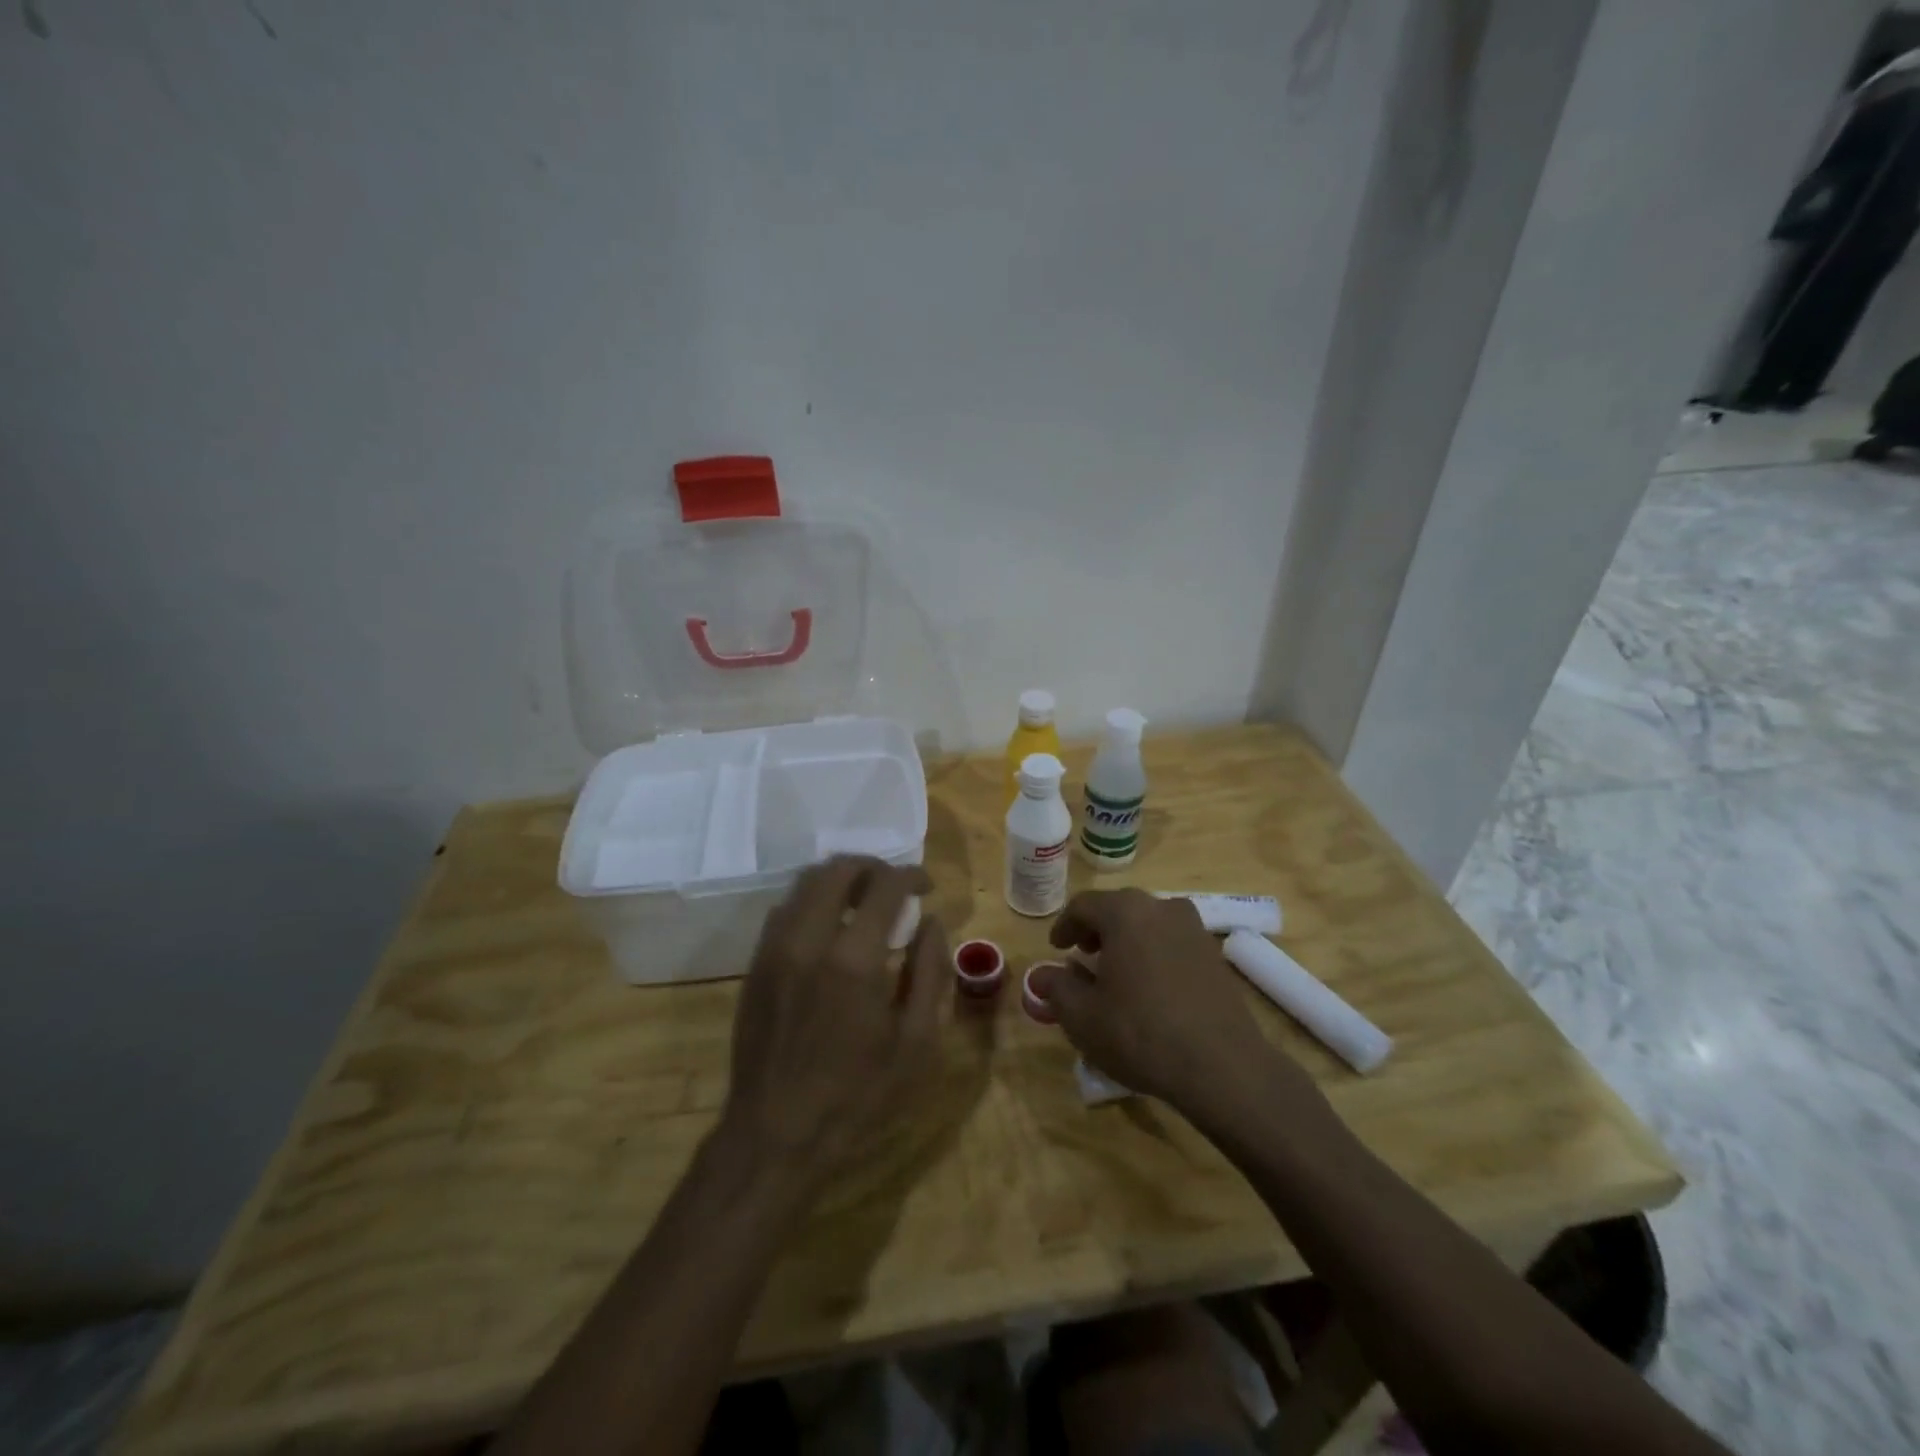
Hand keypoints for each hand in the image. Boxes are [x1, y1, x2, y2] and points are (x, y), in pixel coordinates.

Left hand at [719, 856, 947, 1192]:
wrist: (774, 1135)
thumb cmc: (856, 1095)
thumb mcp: (915, 1043)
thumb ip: (930, 973)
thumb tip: (932, 923)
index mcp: (854, 960)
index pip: (885, 886)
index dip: (911, 875)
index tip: (926, 886)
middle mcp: (809, 940)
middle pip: (837, 869)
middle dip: (873, 866)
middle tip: (895, 885)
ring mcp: (775, 949)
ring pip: (805, 882)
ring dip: (840, 879)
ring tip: (864, 899)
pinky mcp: (756, 964)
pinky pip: (785, 909)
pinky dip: (813, 901)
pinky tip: (830, 926)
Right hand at [1031, 889, 1281, 1110]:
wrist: (1222, 1067)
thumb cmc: (1140, 1033)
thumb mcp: (1082, 1016)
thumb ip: (1057, 988)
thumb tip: (1042, 975)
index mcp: (1125, 912)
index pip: (1083, 906)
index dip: (1064, 926)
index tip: (1056, 949)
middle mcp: (1161, 908)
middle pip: (1119, 909)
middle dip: (1096, 930)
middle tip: (1083, 955)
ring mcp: (1194, 929)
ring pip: (1148, 924)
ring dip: (1127, 941)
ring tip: (1115, 972)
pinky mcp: (1214, 955)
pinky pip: (1171, 943)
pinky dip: (1153, 954)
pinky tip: (1148, 988)